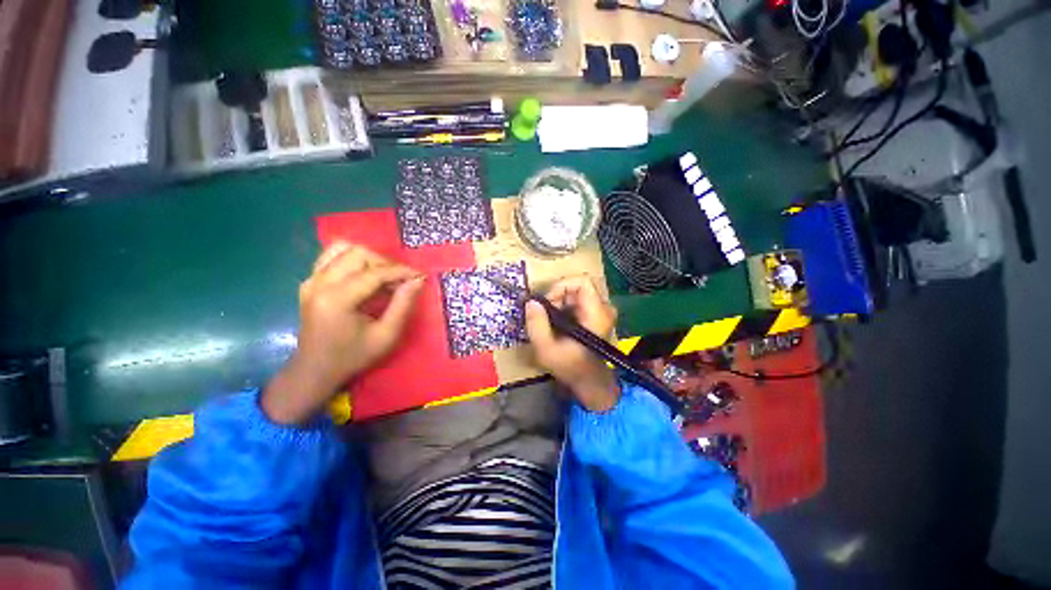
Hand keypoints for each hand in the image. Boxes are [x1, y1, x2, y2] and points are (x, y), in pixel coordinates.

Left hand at [262, 242, 424, 423]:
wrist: (315, 370)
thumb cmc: (353, 356)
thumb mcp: (386, 335)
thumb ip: (403, 305)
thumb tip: (418, 280)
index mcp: (336, 299)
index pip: (374, 272)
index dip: (401, 271)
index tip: (420, 276)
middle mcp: (319, 283)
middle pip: (358, 253)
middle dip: (385, 263)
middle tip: (401, 281)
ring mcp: (310, 280)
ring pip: (343, 248)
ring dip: (369, 258)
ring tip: (384, 276)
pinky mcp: (309, 281)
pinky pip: (332, 256)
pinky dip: (352, 259)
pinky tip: (365, 275)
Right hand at [524, 276, 620, 411]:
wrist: (589, 381)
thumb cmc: (570, 367)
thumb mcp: (546, 349)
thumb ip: (536, 324)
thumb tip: (531, 301)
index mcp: (596, 314)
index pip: (582, 281)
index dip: (561, 286)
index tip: (548, 302)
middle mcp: (604, 308)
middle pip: (576, 286)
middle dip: (556, 297)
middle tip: (546, 315)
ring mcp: (601, 311)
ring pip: (575, 293)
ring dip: (559, 303)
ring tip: (550, 322)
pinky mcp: (597, 315)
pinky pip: (577, 300)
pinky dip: (564, 307)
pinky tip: (558, 324)